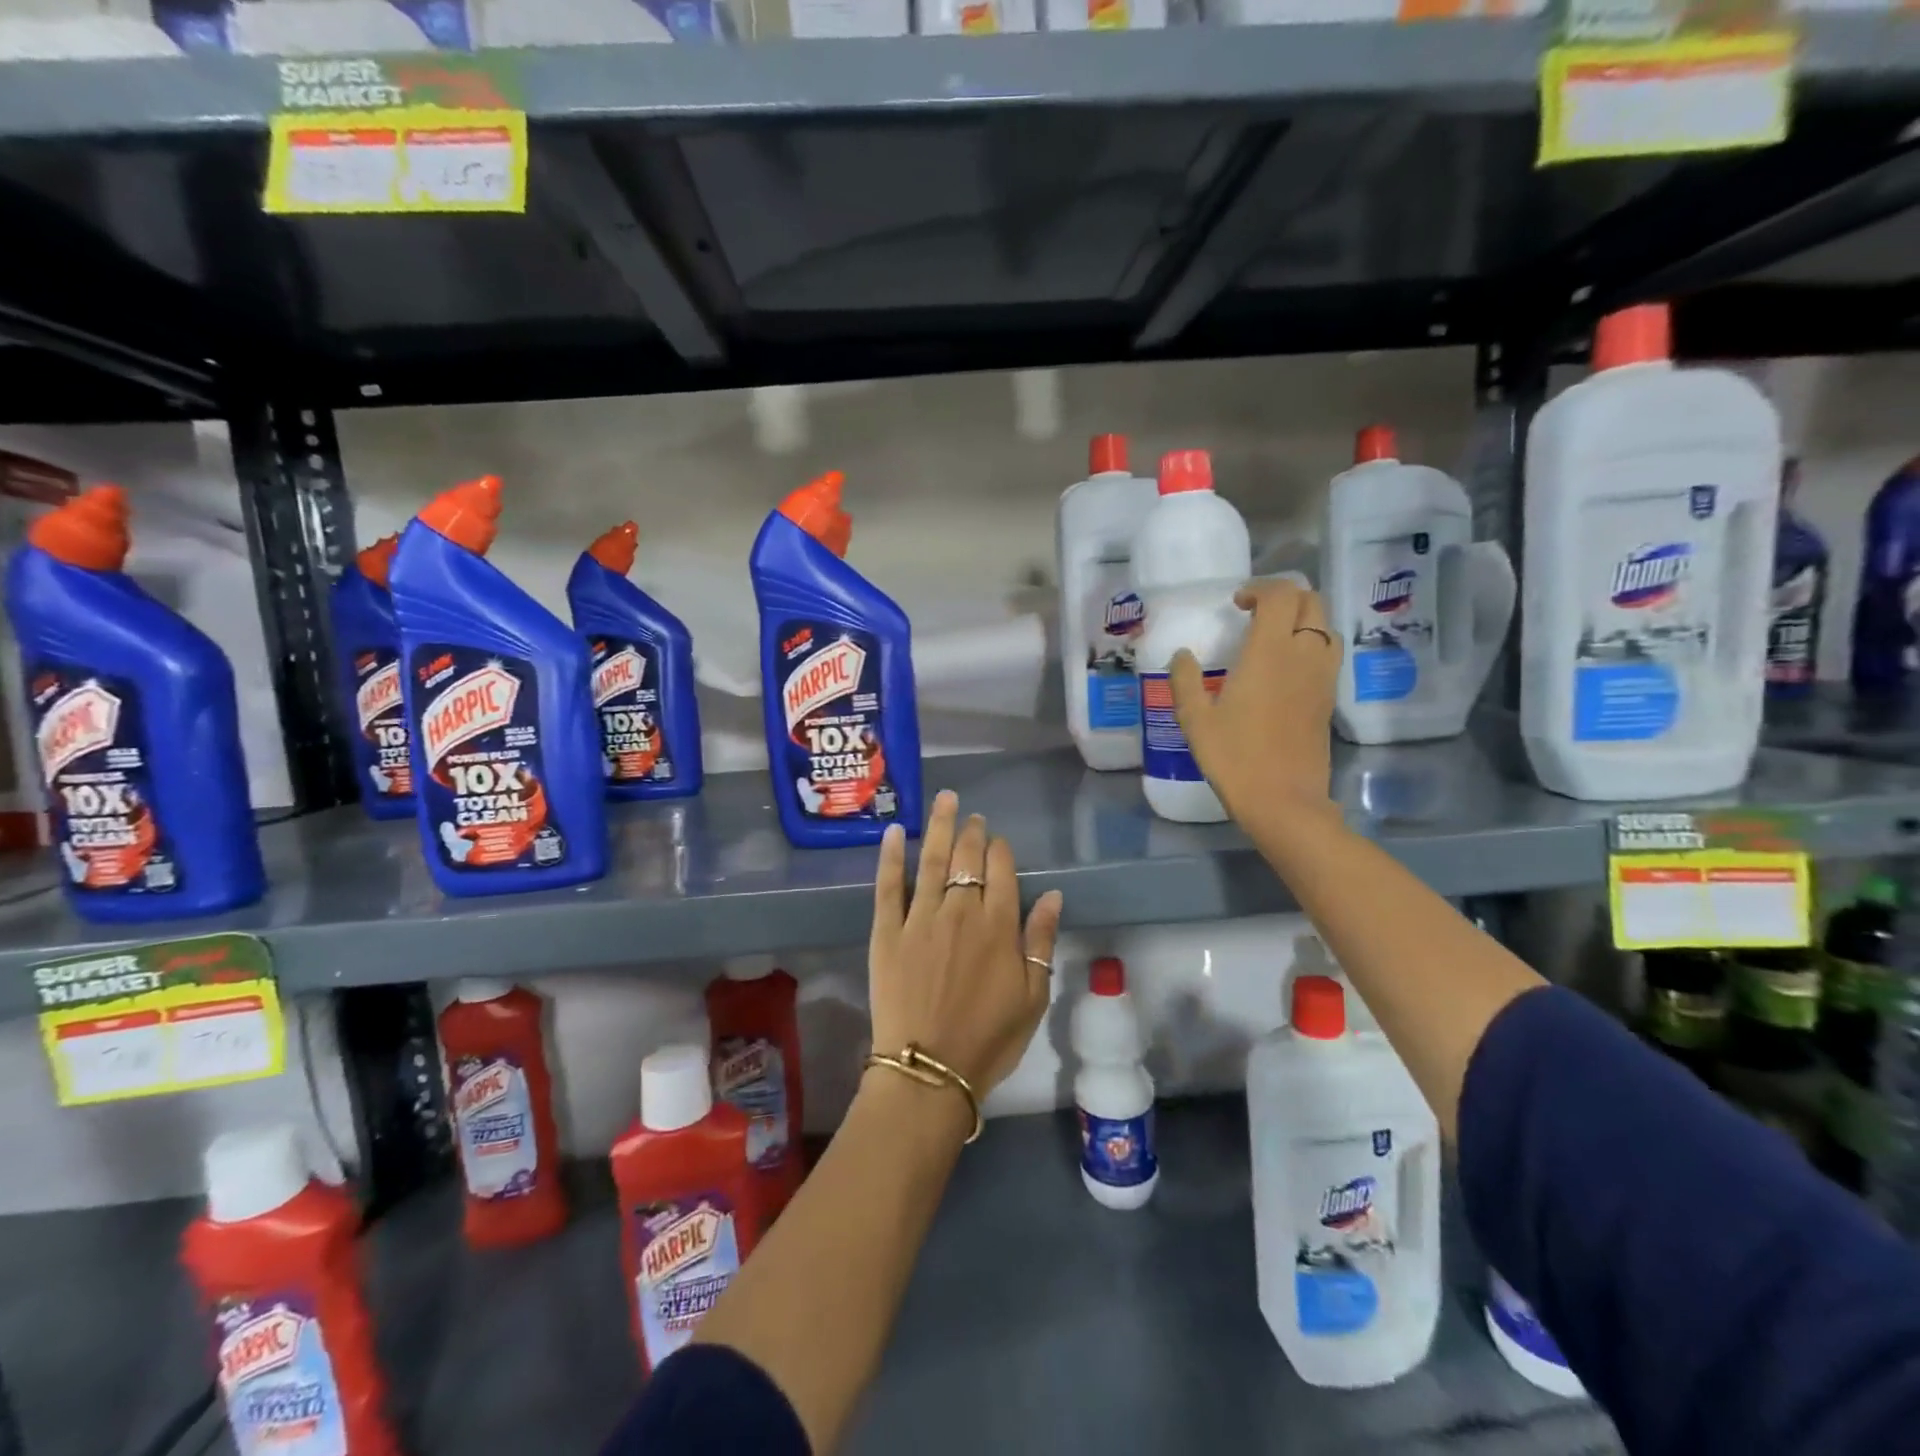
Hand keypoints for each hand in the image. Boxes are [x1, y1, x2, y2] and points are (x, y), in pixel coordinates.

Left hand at [868, 790, 1063, 1097]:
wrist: (928, 1070)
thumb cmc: (988, 1039)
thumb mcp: (1033, 997)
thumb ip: (1041, 941)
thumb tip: (1054, 895)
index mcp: (998, 926)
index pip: (1002, 871)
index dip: (1000, 850)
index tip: (998, 840)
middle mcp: (960, 911)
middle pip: (967, 858)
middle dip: (971, 833)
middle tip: (971, 815)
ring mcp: (920, 918)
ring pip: (931, 860)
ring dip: (938, 827)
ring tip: (944, 800)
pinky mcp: (887, 931)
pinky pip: (888, 886)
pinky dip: (890, 856)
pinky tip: (892, 832)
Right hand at [1169, 577, 1340, 825]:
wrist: (1284, 801)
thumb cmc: (1234, 758)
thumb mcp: (1195, 720)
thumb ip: (1185, 681)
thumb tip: (1182, 655)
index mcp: (1270, 653)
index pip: (1281, 595)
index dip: (1260, 588)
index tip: (1237, 604)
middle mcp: (1303, 656)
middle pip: (1311, 602)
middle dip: (1285, 598)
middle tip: (1254, 614)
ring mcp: (1323, 678)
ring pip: (1325, 627)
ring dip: (1302, 620)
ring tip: (1271, 638)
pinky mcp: (1329, 699)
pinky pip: (1327, 654)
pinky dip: (1310, 645)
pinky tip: (1284, 669)